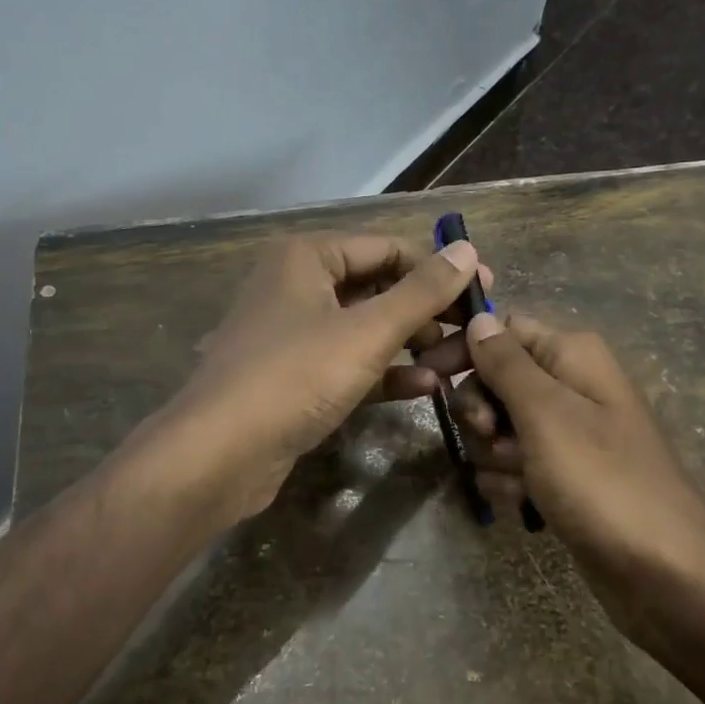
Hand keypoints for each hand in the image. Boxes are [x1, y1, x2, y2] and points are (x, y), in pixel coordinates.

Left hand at [144, 233, 489, 529]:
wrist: (219, 455)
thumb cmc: (295, 376)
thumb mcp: (367, 332)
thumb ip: (421, 292)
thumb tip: (469, 252)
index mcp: (307, 257)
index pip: (388, 248)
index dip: (438, 268)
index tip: (485, 290)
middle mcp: (297, 285)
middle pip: (377, 287)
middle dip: (426, 310)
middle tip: (473, 331)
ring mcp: (293, 333)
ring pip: (365, 327)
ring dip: (411, 343)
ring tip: (456, 362)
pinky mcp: (293, 376)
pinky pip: (348, 362)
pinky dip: (385, 372)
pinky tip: (427, 388)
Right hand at [442, 312, 704, 636]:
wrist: (666, 574)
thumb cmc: (602, 480)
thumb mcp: (546, 413)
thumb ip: (505, 362)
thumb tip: (477, 316)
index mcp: (572, 355)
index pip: (502, 329)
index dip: (465, 349)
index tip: (429, 377)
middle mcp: (570, 386)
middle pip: (495, 381)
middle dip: (481, 412)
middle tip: (491, 438)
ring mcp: (567, 436)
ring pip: (498, 428)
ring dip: (494, 455)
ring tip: (521, 482)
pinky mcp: (562, 478)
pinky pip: (514, 466)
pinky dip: (510, 484)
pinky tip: (524, 507)